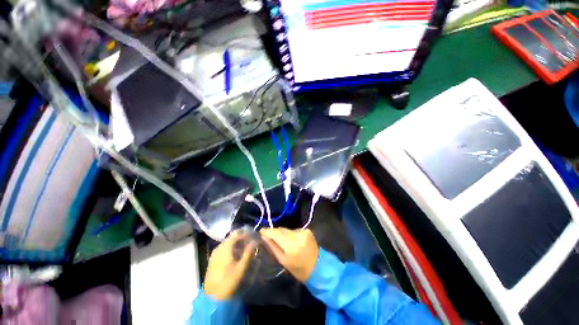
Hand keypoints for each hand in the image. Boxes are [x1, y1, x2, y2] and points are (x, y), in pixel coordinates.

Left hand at [204, 230, 255, 299]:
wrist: (213, 298)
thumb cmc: (229, 282)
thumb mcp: (242, 268)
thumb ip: (249, 253)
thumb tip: (255, 241)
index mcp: (225, 247)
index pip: (237, 234)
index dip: (246, 234)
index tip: (254, 237)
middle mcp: (219, 247)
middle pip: (232, 237)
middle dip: (242, 238)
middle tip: (251, 242)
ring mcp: (215, 253)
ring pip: (228, 243)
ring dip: (237, 244)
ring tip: (246, 249)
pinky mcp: (213, 260)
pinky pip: (224, 249)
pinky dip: (232, 249)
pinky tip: (237, 255)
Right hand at [260, 228, 318, 281]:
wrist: (318, 268)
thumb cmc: (298, 269)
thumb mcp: (283, 261)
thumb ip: (273, 247)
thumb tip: (264, 237)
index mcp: (291, 245)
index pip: (276, 233)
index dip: (267, 231)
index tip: (260, 231)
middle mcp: (297, 235)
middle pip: (281, 230)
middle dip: (274, 232)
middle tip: (268, 236)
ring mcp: (303, 231)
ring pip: (287, 230)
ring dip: (282, 233)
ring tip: (280, 240)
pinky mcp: (307, 230)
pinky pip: (294, 230)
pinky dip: (290, 234)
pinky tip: (291, 241)